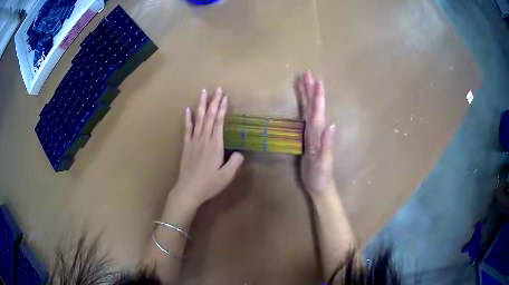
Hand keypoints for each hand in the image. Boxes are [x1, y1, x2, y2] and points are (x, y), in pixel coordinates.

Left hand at [173, 88, 243, 207]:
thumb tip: (240, 153)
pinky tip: (187, 109)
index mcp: (215, 145)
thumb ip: (235, 163)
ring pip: (198, 119)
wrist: (188, 190)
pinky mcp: (186, 146)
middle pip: (209, 117)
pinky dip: (187, 118)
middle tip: (217, 89)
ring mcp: (193, 141)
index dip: (222, 109)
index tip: (225, 97)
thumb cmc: (209, 184)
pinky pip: (187, 129)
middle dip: (214, 102)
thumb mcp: (227, 176)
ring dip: (201, 105)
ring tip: (203, 92)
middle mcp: (204, 139)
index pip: (219, 122)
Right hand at [297, 71, 335, 193]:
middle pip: (313, 107)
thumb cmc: (321, 176)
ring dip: (307, 95)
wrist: (320, 185)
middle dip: (311, 90)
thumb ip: (327, 145)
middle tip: (307, 73)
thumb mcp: (324, 163)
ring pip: (309, 110)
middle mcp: (317, 131)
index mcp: (319, 135)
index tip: (316, 81)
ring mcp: (312, 134)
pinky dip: (304, 108)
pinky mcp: (307, 138)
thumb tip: (332, 124)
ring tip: (304, 81)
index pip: (318, 113)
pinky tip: (303, 102)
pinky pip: (305, 119)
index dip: (317, 97)